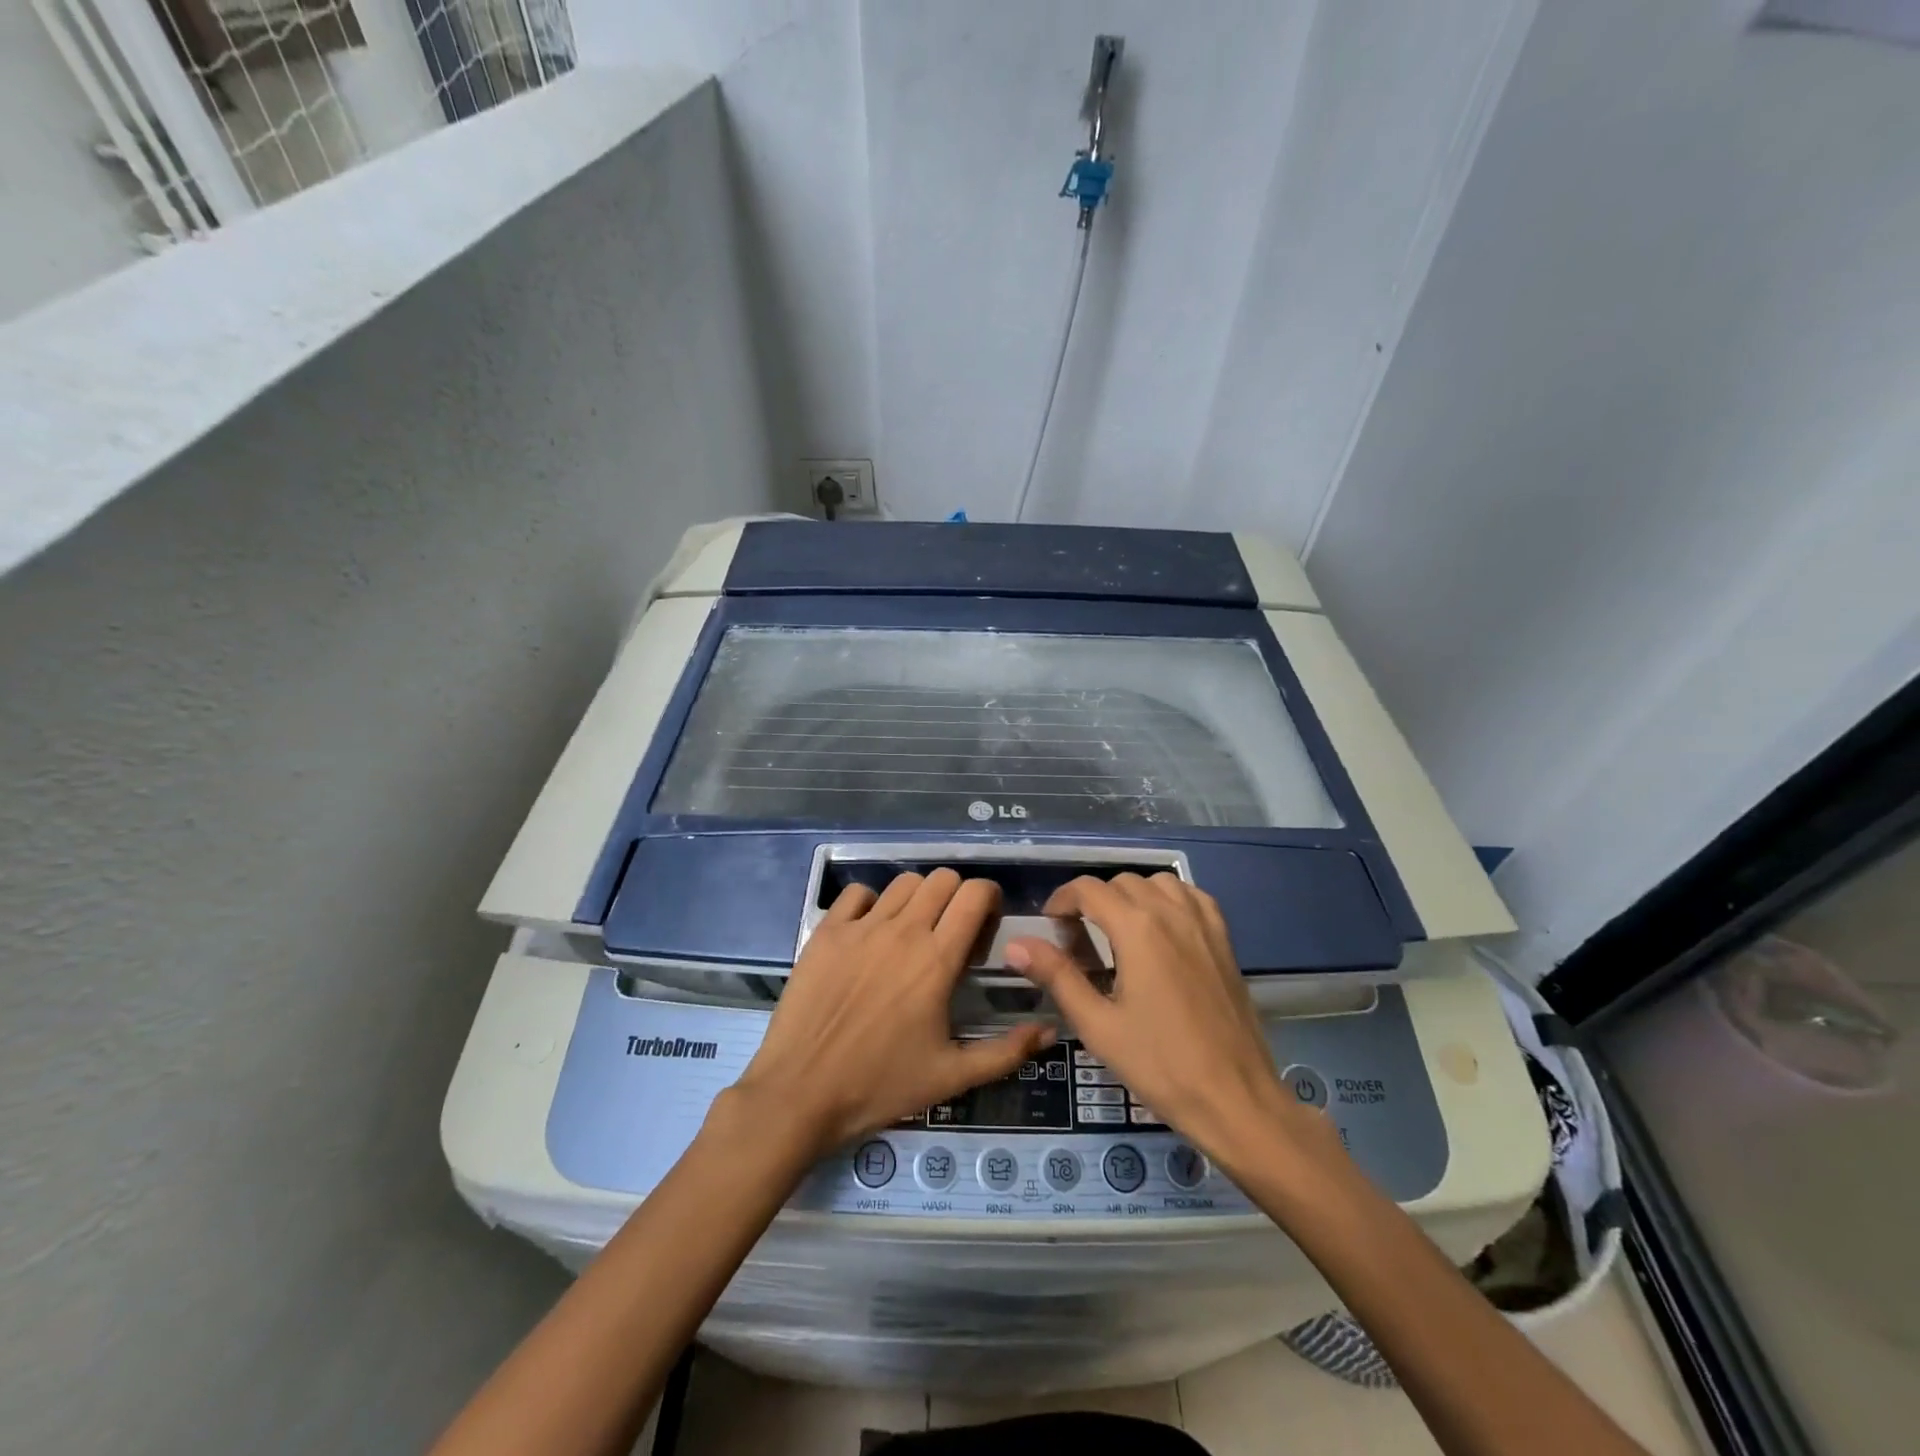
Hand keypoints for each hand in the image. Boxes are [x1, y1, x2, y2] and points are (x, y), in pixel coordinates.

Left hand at [729, 869, 1053, 1159]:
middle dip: (957, 895)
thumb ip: (1006, 1051)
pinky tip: (871, 932)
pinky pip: (857, 894)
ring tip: (914, 930)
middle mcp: (902, 931)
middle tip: (953, 930)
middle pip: (942, 879)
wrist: (799, 1094)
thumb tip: (1050, 1031)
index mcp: (937, 960)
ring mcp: (860, 927)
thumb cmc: (880, 1086)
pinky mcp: (826, 932)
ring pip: (903, 882)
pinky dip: (872, 903)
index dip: (989, 898)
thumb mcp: (951, 1077)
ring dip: (919, 898)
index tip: (987, 924)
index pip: (974, 895)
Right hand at [1007, 873, 1344, 1180]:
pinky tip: (1162, 929)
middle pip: (1121, 882)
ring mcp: (1203, 923)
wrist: (1236, 1099)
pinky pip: (1192, 896)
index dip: (1061, 900)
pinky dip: (1169, 899)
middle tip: (1079, 940)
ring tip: (1118, 932)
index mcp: (1137, 928)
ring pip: (1157, 883)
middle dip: (1092, 902)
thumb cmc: (1160, 1065)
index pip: (1088, 889)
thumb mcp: (1098, 1025)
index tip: (1050, 927)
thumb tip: (1015, 944)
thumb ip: (1056, 976)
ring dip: (1131, 896)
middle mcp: (1171, 912)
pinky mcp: (1224, 939)